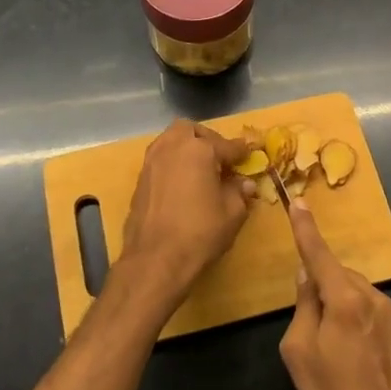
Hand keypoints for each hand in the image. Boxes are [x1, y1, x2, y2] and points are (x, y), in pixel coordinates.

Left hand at [115, 119, 250, 312]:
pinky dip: (173, 163)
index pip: (227, 145)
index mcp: (199, 149)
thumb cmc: (200, 232)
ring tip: (200, 169)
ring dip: (186, 148)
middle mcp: (172, 147)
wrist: (155, 258)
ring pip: (170, 140)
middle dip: (207, 139)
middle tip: (219, 159)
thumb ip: (239, 192)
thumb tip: (244, 184)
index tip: (250, 154)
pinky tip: (182, 183)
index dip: (242, 151)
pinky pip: (160, 159)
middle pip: (191, 130)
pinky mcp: (140, 179)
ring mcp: (152, 161)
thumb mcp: (232, 213)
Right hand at [278, 200, 390, 389]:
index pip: (319, 254)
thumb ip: (303, 305)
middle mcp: (372, 296)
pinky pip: (367, 307)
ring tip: (332, 346)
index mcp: (345, 298)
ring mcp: (390, 312)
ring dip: (338, 303)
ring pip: (353, 291)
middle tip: (309, 327)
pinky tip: (350, 350)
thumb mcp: (299, 350)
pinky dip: (353, 316)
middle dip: (321, 287)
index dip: (305, 228)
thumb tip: (307, 276)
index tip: (298, 202)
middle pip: (337, 275)